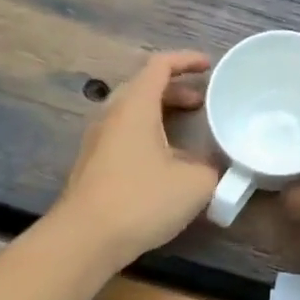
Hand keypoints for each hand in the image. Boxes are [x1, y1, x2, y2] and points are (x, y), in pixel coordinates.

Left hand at [57, 51, 217, 266]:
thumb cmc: (142, 200)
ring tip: (187, 129)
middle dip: (175, 89)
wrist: (85, 240)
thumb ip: (212, 167)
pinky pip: (124, 134)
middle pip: (143, 87)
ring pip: (132, 112)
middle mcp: (112, 115)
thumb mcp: (196, 183)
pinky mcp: (93, 165)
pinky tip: (166, 160)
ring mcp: (98, 141)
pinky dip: (148, 134)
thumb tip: (214, 164)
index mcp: (135, 106)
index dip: (186, 60)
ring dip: (161, 113)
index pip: (159, 65)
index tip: (209, 66)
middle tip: (202, 102)